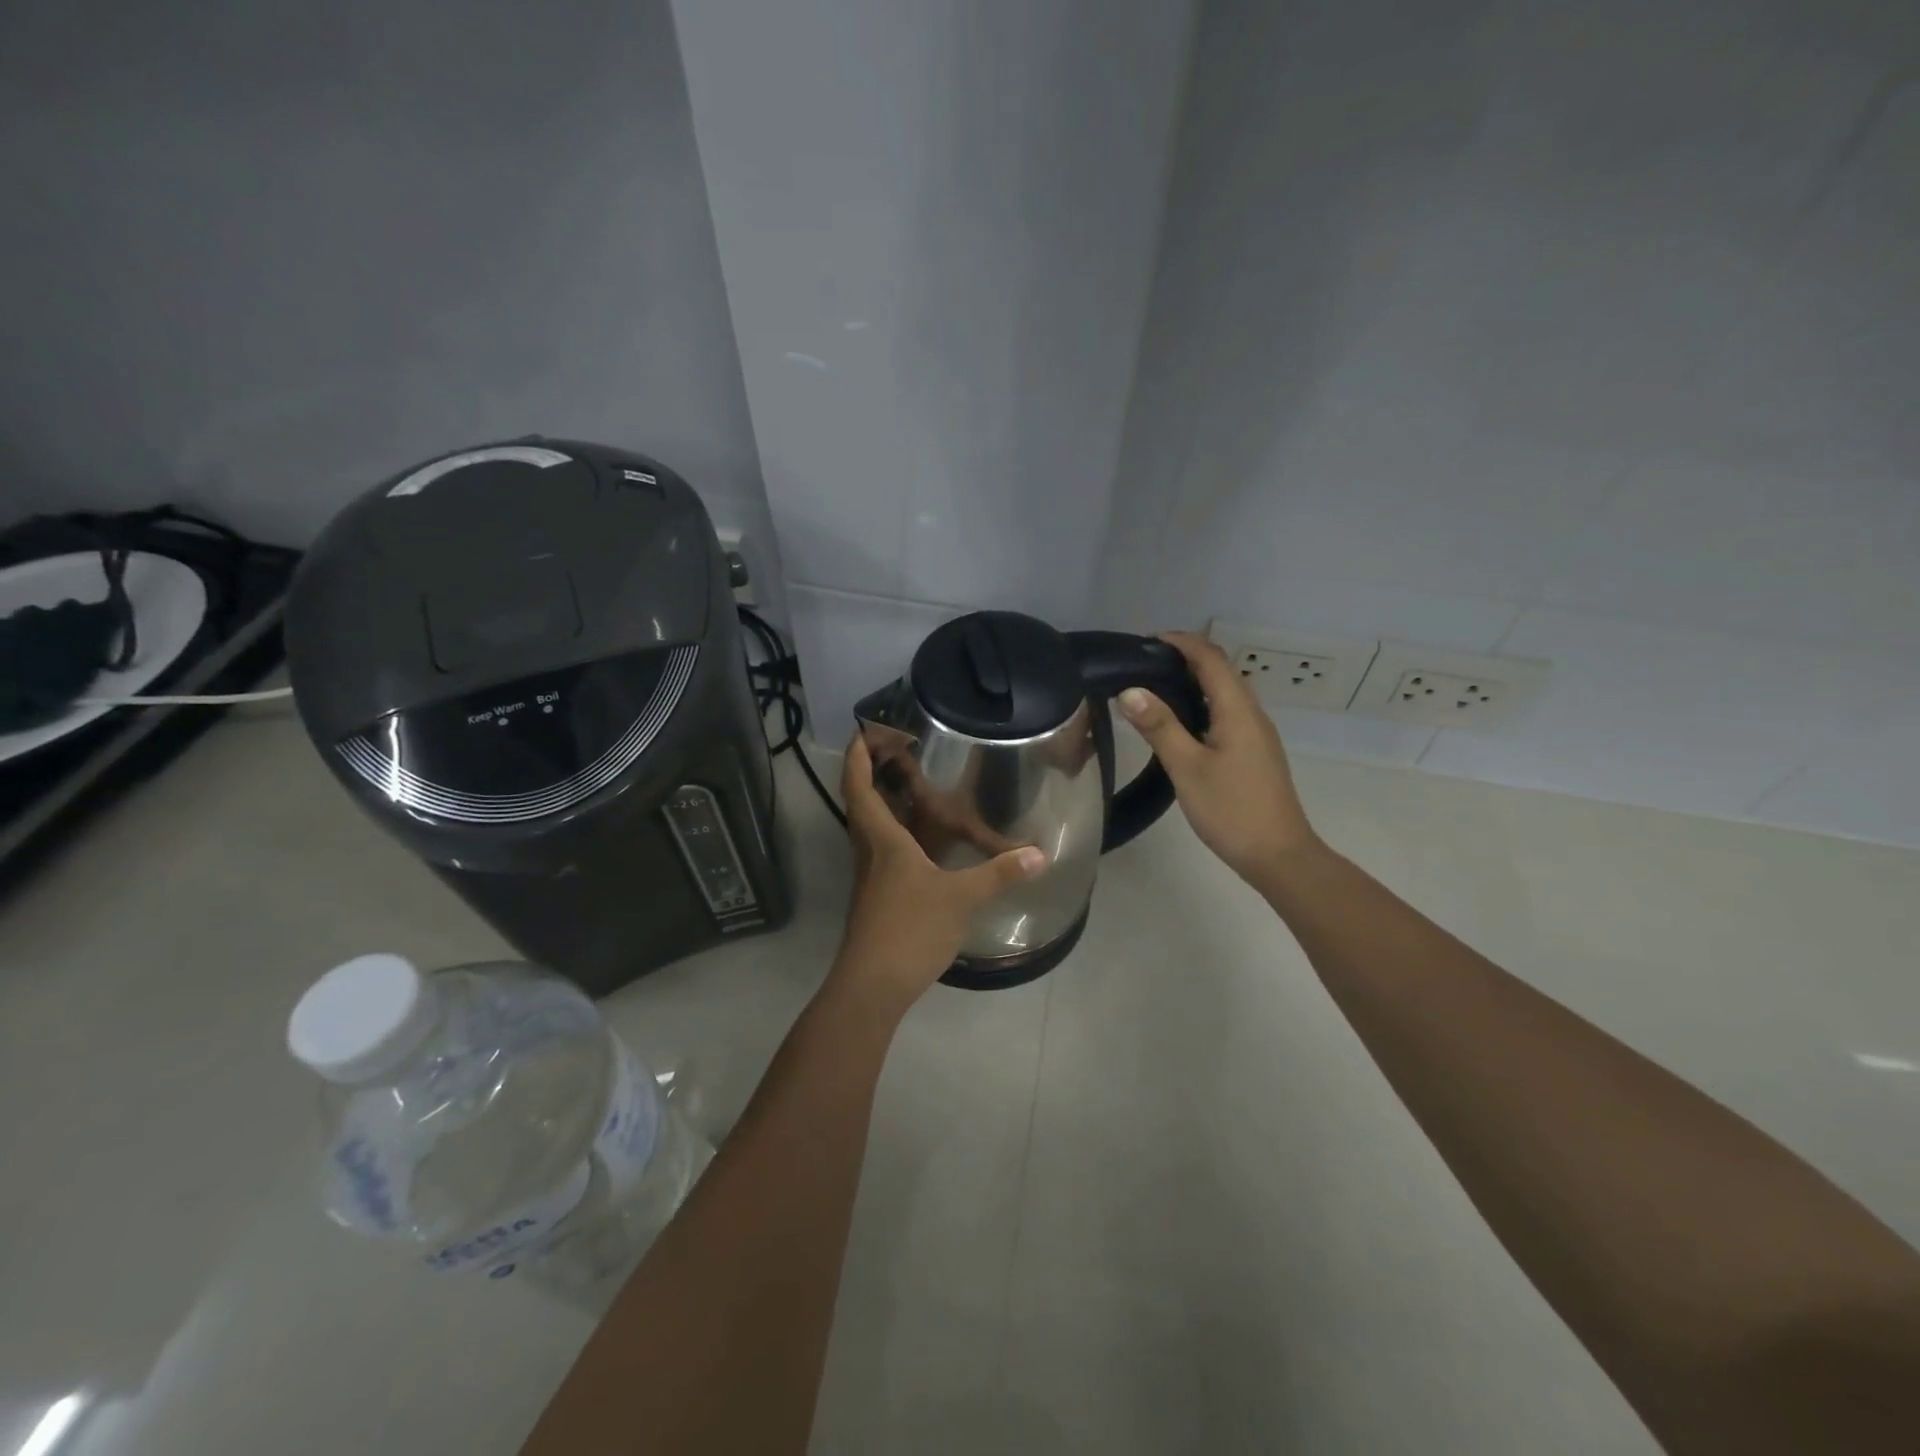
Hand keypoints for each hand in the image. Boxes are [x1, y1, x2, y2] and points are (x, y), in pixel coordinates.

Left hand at [831, 735, 1047, 1015]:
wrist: (873, 984)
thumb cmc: (910, 929)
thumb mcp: (961, 898)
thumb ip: (999, 874)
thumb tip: (1038, 854)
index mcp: (883, 841)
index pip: (859, 789)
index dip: (858, 758)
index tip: (862, 731)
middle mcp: (871, 853)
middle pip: (862, 805)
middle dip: (871, 774)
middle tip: (893, 751)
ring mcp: (872, 879)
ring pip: (872, 830)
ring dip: (884, 804)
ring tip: (911, 787)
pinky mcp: (879, 899)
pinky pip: (885, 853)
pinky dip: (899, 836)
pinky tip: (924, 843)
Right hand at [1116, 631, 1319, 888]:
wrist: (1278, 855)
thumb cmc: (1232, 809)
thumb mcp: (1187, 767)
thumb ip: (1159, 726)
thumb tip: (1129, 690)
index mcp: (1238, 709)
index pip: (1210, 657)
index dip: (1180, 642)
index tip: (1144, 642)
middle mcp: (1251, 713)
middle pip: (1219, 671)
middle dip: (1182, 658)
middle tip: (1140, 666)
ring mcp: (1255, 734)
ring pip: (1222, 693)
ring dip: (1191, 682)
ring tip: (1151, 690)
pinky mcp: (1252, 752)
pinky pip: (1224, 713)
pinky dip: (1199, 704)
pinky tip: (1177, 724)